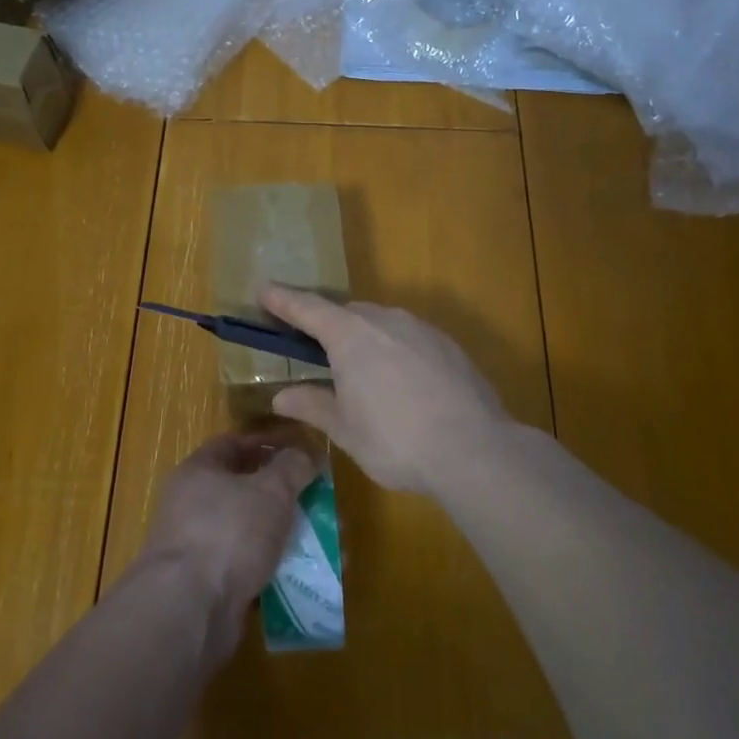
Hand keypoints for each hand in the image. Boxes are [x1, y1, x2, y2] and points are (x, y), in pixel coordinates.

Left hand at [137, 432, 317, 665]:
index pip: (234, 444)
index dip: (268, 444)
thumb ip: (293, 466)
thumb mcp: (271, 490)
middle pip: (244, 489)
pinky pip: (248, 566)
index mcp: (198, 471)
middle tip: (318, 500)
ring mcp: (197, 546)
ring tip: (322, 541)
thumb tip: (307, 454)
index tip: (301, 452)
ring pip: (250, 530)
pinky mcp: (207, 585)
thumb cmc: (229, 532)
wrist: (189, 610)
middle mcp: (191, 504)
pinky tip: (304, 574)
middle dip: (284, 494)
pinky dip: (274, 567)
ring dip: (284, 533)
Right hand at [260, 285, 513, 496]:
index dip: (283, 299)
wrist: (474, 449)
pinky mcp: (447, 344)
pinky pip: (407, 336)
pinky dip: (392, 348)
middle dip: (324, 324)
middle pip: (345, 312)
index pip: (307, 307)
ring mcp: (420, 329)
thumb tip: (281, 395)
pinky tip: (398, 381)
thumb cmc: (396, 440)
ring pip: (379, 322)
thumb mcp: (345, 429)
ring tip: (356, 370)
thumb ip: (312, 405)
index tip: (264, 290)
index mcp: (350, 335)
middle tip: (310, 346)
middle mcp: (384, 320)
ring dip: (361, 336)